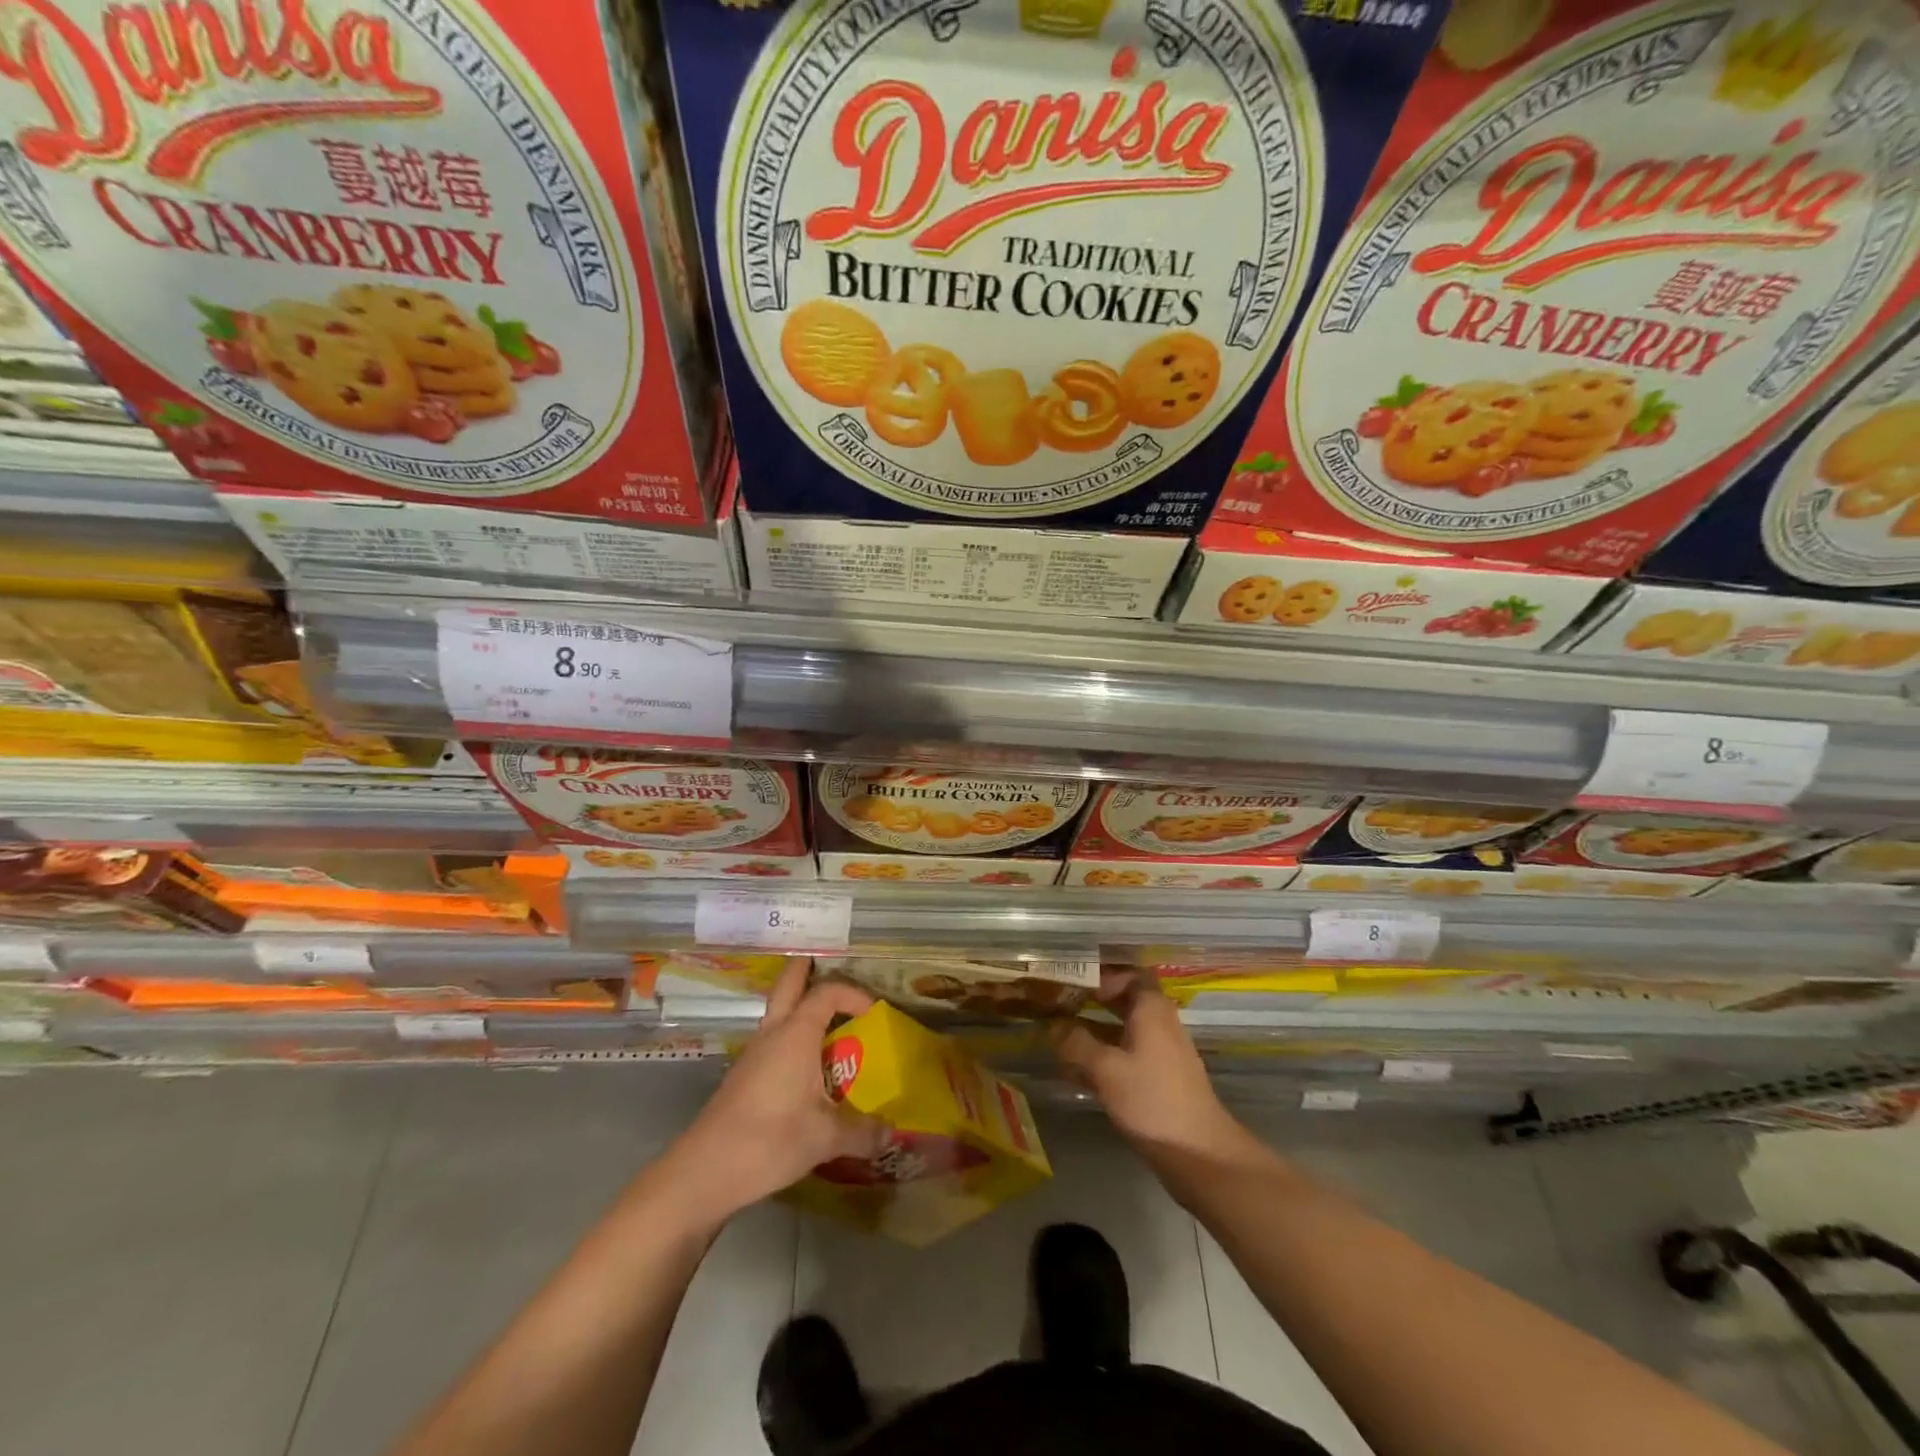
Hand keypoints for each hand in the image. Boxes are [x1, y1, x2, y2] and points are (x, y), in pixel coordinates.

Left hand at [662, 962, 883, 1225]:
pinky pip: (773, 1040)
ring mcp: (754, 1053)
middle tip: (831, 968)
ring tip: (830, 1023)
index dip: (854, 993)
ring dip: (800, 1006)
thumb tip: (890, 1132)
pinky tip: (807, 1068)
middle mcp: (773, 1033)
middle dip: (807, 969)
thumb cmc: (769, 1140)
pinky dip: (792, 1037)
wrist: (704, 1172)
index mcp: (796, 1033)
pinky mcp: (744, 1076)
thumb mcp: (825, 1138)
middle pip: (789, 983)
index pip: (827, 991)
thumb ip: (861, 1131)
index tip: (875, 1013)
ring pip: (778, 1012)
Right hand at [1052, 972, 1253, 1164]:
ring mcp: (1162, 1053)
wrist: (1199, 1154)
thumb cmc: (1152, 1100)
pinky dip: (1104, 1056)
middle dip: (1092, 1001)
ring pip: (1123, 1030)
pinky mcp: (1160, 1080)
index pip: (1129, 974)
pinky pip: (1127, 1055)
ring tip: (1058, 1036)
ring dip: (1094, 1031)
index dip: (1102, 974)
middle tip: (1058, 1003)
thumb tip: (1053, 1025)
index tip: (1073, 981)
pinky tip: (1077, 1072)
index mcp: (1151, 1009)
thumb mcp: (1106, 1069)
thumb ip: (1076, 1043)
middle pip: (1125, 1001)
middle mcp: (1160, 1024)